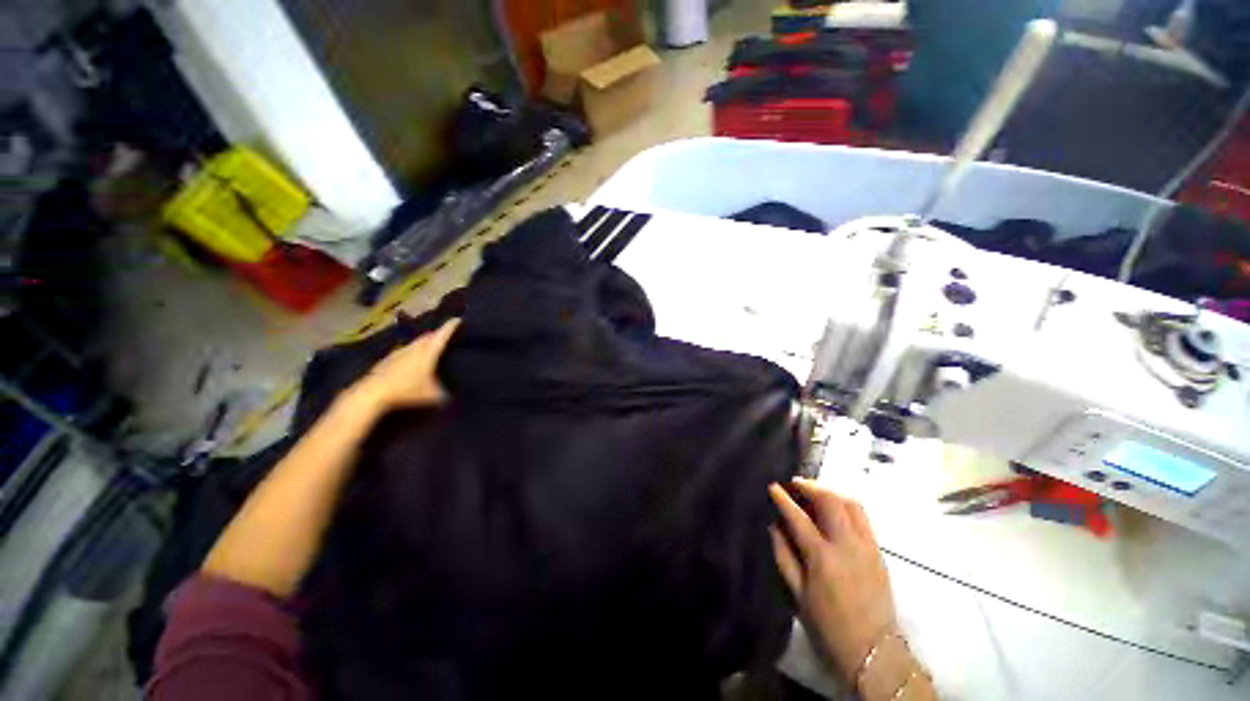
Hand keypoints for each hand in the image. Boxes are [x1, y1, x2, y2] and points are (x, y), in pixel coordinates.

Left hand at [351, 319, 460, 410]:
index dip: (450, 327)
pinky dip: (414, 350)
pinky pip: (406, 349)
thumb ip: (444, 394)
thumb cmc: (406, 390)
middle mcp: (414, 348)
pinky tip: (414, 359)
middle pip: (429, 336)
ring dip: (425, 342)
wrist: (372, 393)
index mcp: (427, 353)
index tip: (458, 319)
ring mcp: (400, 352)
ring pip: (417, 342)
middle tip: (448, 335)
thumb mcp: (431, 396)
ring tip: (433, 346)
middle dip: (439, 333)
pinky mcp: (389, 358)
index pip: (441, 336)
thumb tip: (452, 395)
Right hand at [769, 478, 896, 679]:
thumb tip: (774, 527)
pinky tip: (835, 510)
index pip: (799, 518)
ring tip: (815, 492)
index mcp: (822, 558)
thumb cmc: (829, 625)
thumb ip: (784, 556)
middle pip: (830, 502)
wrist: (874, 651)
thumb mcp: (798, 595)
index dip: (783, 500)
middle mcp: (847, 545)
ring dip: (830, 492)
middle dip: (810, 487)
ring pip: (851, 505)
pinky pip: (863, 518)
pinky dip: (846, 505)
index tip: (773, 487)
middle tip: (795, 484)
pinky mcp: (878, 552)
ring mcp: (867, 546)